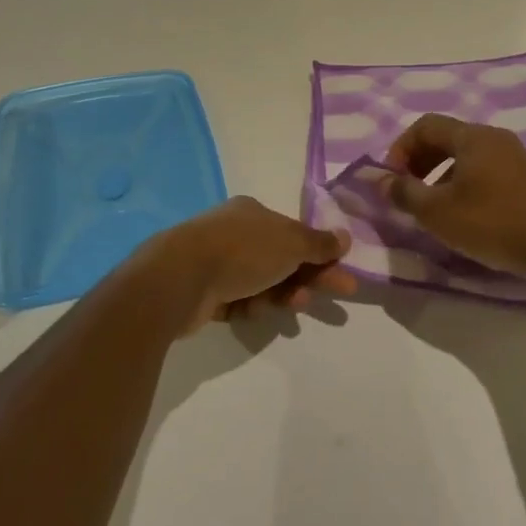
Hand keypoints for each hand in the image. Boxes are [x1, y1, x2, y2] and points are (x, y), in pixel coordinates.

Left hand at [156, 197, 354, 334]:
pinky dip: (251, 307)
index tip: (344, 275)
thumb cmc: (242, 251)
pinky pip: (238, 301)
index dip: (323, 253)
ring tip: (291, 307)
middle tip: (338, 295)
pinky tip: (253, 312)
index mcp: (253, 213)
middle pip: (282, 258)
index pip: (295, 233)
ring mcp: (216, 262)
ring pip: (261, 282)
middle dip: (309, 278)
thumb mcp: (291, 243)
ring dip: (281, 295)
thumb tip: (345, 237)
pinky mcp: (203, 292)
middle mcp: (234, 233)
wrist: (180, 278)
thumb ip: (319, 244)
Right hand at [383, 114, 525, 284]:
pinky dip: (462, 183)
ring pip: (465, 156)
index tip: (391, 179)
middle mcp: (494, 138)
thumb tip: (378, 179)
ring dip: (439, 175)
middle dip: (419, 161)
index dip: (401, 148)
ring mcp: (513, 157)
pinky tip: (461, 214)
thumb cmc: (493, 223)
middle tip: (406, 191)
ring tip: (431, 207)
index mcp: (472, 137)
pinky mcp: (524, 178)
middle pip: (446, 138)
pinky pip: (483, 169)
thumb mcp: (439, 212)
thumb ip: (404, 192)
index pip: (426, 125)